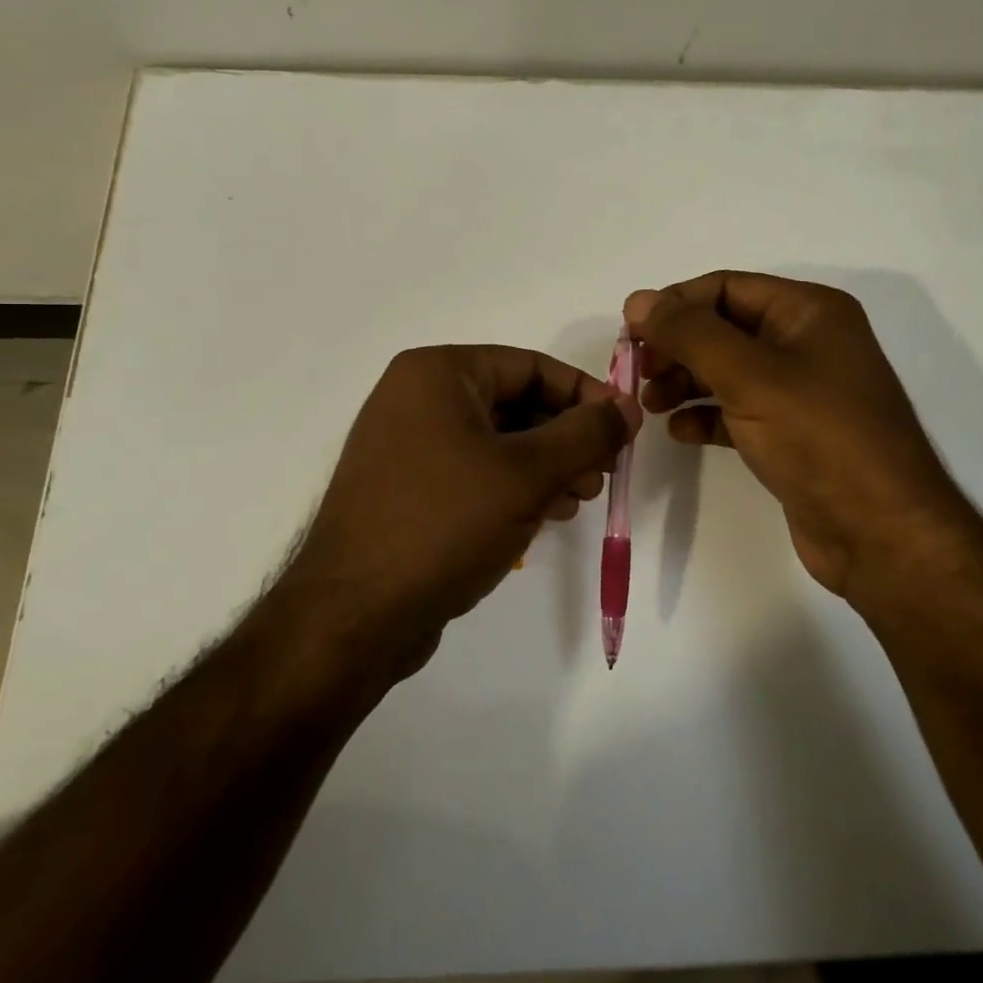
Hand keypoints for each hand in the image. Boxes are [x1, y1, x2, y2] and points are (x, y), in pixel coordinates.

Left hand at [285, 345, 640, 676]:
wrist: (354, 616)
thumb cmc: (444, 523)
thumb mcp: (527, 474)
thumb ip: (586, 433)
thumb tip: (627, 405)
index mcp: (437, 374)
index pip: (530, 366)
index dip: (584, 395)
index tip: (623, 429)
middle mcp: (416, 398)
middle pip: (515, 402)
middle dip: (566, 437)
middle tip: (603, 473)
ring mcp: (407, 445)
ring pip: (498, 441)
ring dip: (546, 466)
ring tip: (580, 499)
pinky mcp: (408, 489)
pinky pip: (474, 472)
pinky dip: (514, 487)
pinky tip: (546, 516)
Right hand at [624, 271, 969, 602]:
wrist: (880, 534)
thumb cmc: (819, 438)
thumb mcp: (749, 376)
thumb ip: (689, 334)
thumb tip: (638, 299)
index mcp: (809, 312)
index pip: (726, 287)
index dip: (675, 304)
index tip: (630, 333)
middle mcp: (807, 342)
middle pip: (724, 328)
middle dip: (677, 346)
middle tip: (638, 372)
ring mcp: (801, 390)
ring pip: (727, 370)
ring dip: (685, 381)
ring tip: (650, 403)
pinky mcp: (792, 434)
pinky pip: (738, 410)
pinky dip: (706, 415)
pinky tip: (679, 431)